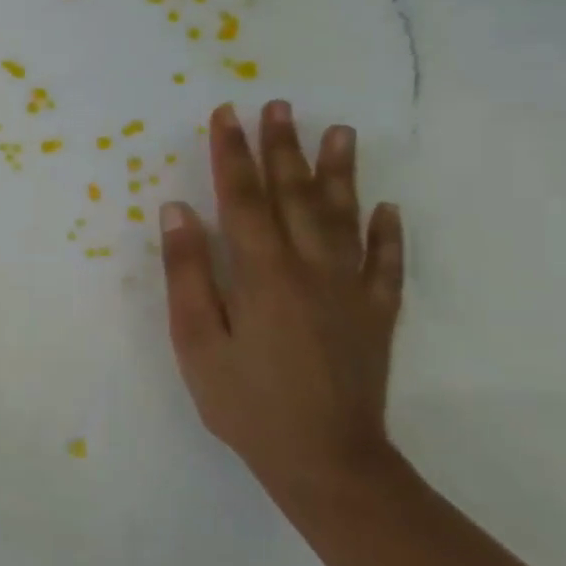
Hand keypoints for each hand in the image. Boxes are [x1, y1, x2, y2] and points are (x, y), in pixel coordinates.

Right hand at [160, 101, 405, 499]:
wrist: (325, 460)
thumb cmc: (244, 401)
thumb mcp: (195, 340)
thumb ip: (187, 273)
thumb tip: (177, 211)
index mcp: (262, 274)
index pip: (243, 199)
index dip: (233, 154)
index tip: (227, 114)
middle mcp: (312, 269)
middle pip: (295, 196)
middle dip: (283, 148)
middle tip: (279, 106)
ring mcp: (351, 291)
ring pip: (344, 218)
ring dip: (339, 173)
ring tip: (340, 132)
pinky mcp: (376, 316)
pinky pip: (386, 264)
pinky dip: (387, 233)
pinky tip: (387, 209)